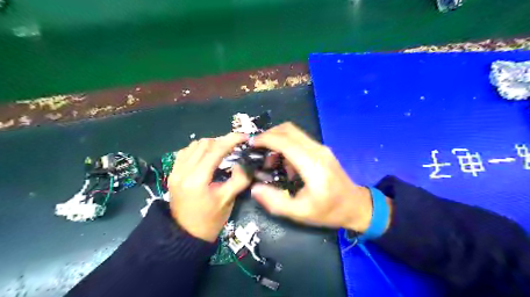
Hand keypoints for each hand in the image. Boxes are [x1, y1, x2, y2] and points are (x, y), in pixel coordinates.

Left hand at [169, 133, 251, 241]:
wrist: (185, 235)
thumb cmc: (210, 220)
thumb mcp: (227, 200)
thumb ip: (239, 179)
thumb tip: (243, 163)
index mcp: (197, 179)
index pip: (215, 150)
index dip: (231, 140)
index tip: (244, 137)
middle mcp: (183, 171)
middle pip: (204, 144)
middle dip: (222, 141)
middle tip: (235, 146)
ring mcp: (175, 171)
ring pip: (193, 145)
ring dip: (210, 144)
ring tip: (222, 150)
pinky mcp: (172, 173)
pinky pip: (185, 152)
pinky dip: (198, 149)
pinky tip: (206, 156)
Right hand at [251, 121, 378, 232]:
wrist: (356, 205)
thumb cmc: (329, 211)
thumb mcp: (300, 213)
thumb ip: (275, 201)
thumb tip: (254, 188)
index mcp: (312, 165)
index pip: (285, 141)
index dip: (265, 139)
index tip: (251, 145)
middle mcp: (317, 150)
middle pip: (288, 129)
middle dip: (269, 135)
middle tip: (257, 150)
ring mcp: (321, 148)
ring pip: (293, 132)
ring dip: (277, 140)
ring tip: (270, 161)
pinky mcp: (321, 150)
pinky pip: (299, 139)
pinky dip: (286, 145)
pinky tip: (284, 164)